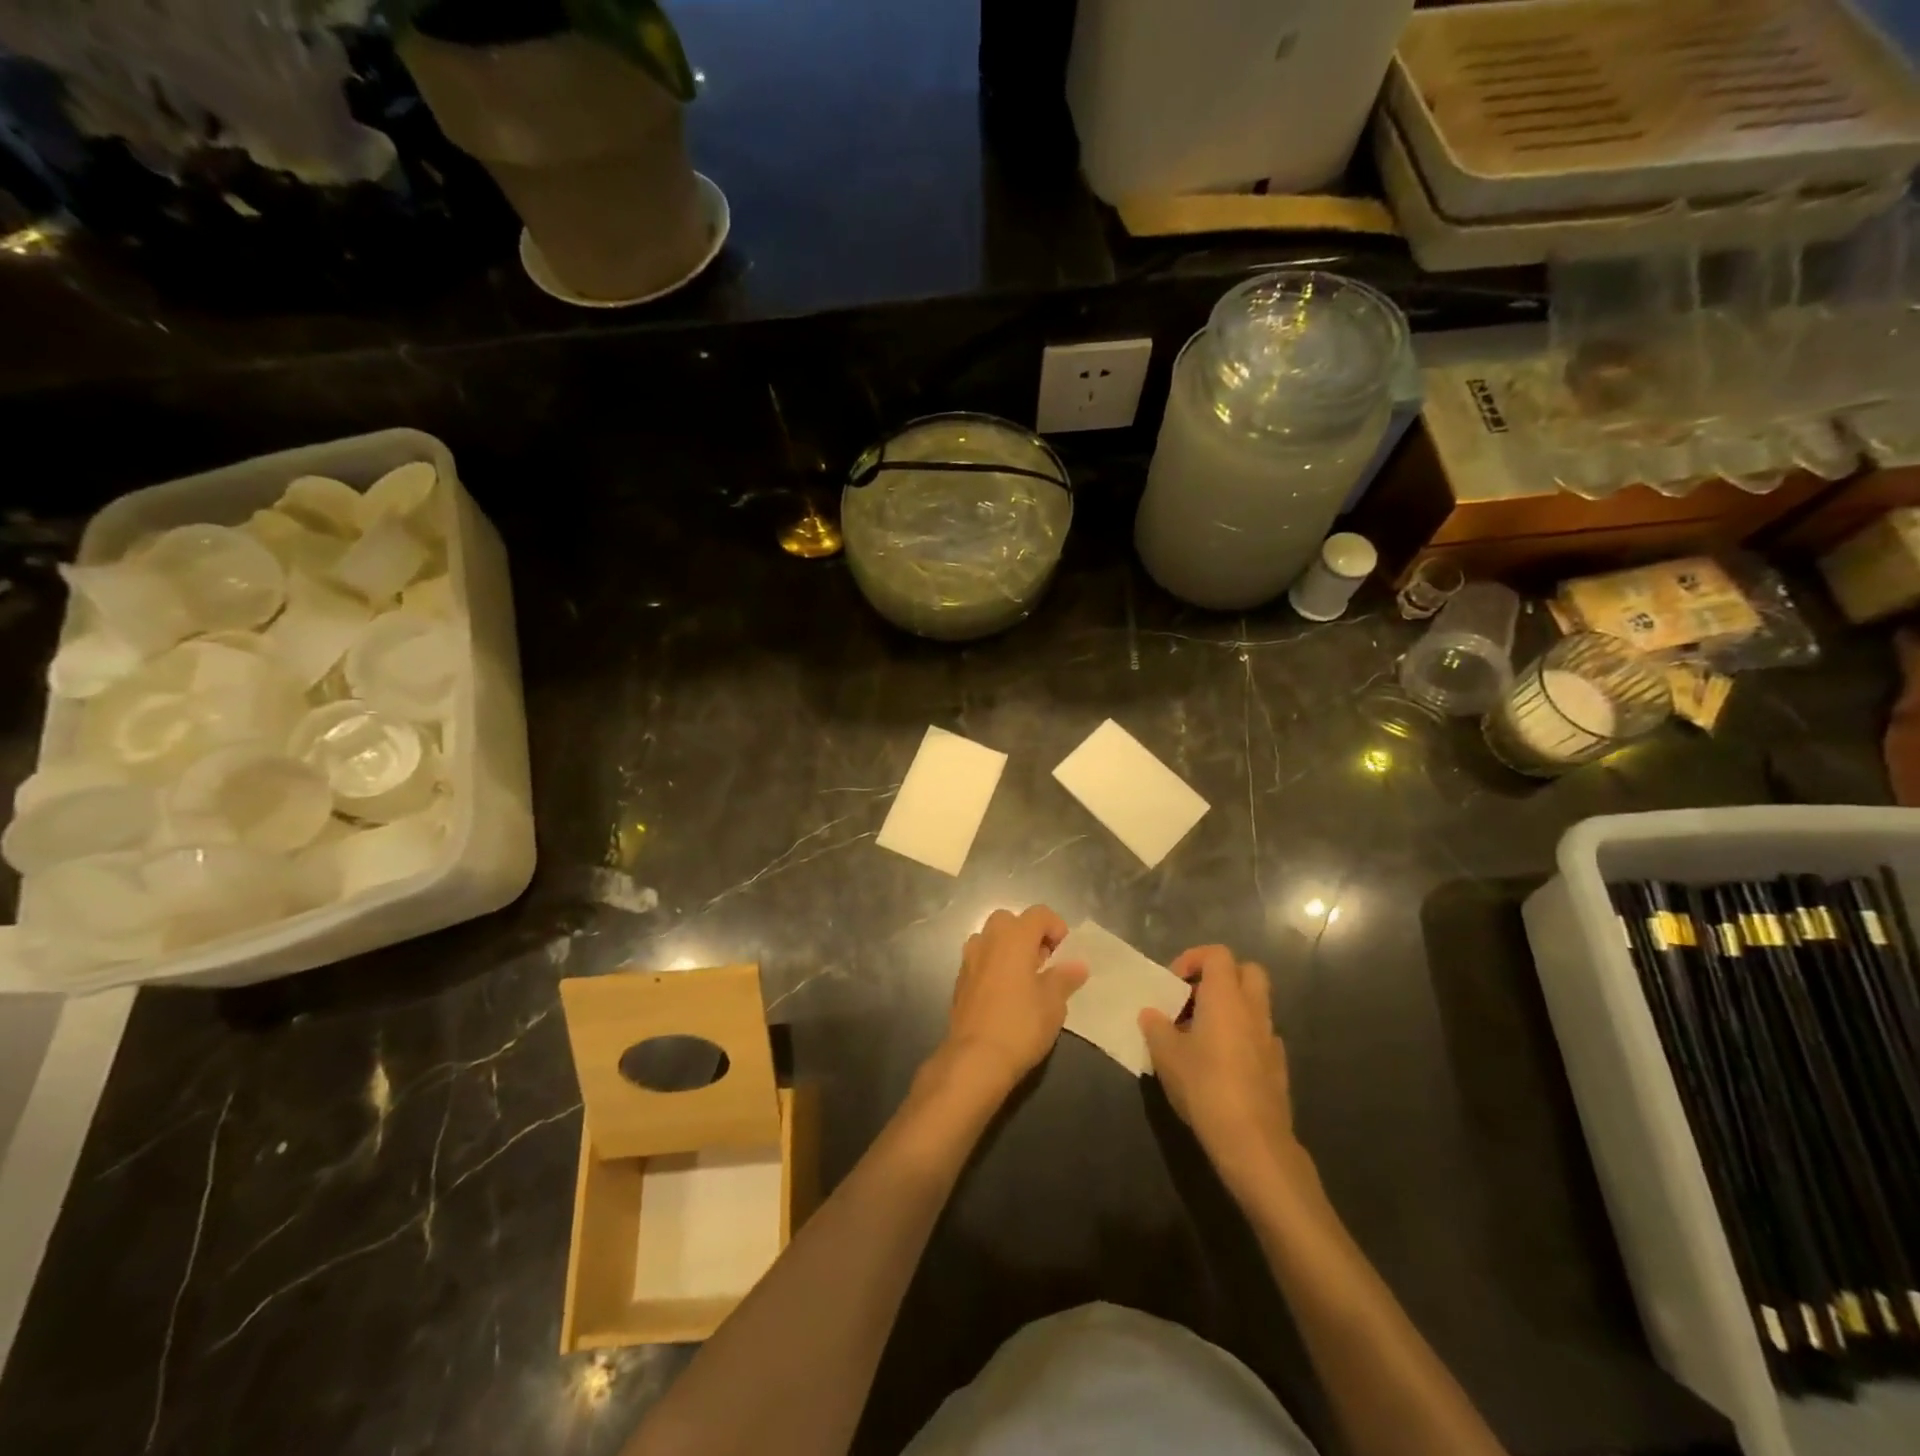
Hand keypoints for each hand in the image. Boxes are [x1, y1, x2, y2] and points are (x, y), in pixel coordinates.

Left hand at [941, 905, 1086, 1094]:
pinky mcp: (960, 980)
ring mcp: (969, 959)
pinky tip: (1005, 994)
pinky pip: (980, 959)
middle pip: (1010, 920)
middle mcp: (988, 940)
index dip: (1056, 926)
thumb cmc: (1021, 1025)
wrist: (975, 1058)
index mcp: (1014, 937)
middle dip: (1028, 934)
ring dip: (1008, 948)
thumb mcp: (1053, 1003)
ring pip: (991, 938)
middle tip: (1043, 962)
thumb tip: (1077, 965)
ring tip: (1024, 978)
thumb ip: (1065, 978)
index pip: (1039, 913)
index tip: (1063, 952)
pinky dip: (994, 965)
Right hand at [1140, 945, 1301, 1191]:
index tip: (1174, 982)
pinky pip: (1260, 1035)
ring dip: (1230, 1009)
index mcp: (1226, 997)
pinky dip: (1241, 1036)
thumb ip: (1156, 1027)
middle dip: (1220, 977)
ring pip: (1255, 1005)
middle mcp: (1253, 1009)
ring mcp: (1270, 1038)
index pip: (1218, 954)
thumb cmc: (1205, 1086)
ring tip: (1200, 1034)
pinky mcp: (1278, 1067)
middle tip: (1193, 999)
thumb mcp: (1166, 1055)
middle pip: (1247, 971)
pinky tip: (1221, 1063)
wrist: (1253, 1141)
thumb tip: (1151, 1014)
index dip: (1194, 958)